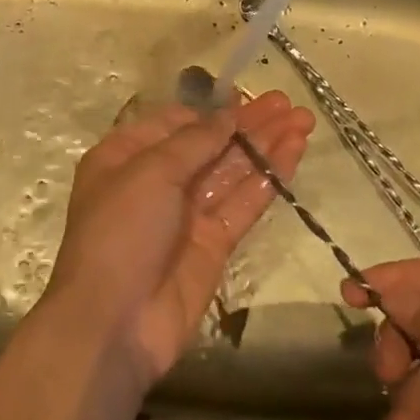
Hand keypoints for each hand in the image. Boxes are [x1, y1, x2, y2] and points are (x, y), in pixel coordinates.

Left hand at [46, 92, 313, 386]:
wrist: (115, 321)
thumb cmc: (121, 231)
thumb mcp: (150, 172)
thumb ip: (195, 141)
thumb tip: (228, 114)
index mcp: (126, 156)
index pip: (174, 124)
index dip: (211, 111)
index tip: (247, 98)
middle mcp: (156, 181)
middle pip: (209, 145)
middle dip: (248, 124)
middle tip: (288, 104)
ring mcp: (187, 214)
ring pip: (232, 172)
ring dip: (265, 146)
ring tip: (304, 121)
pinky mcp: (213, 244)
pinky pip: (243, 204)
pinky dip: (268, 178)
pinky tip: (293, 154)